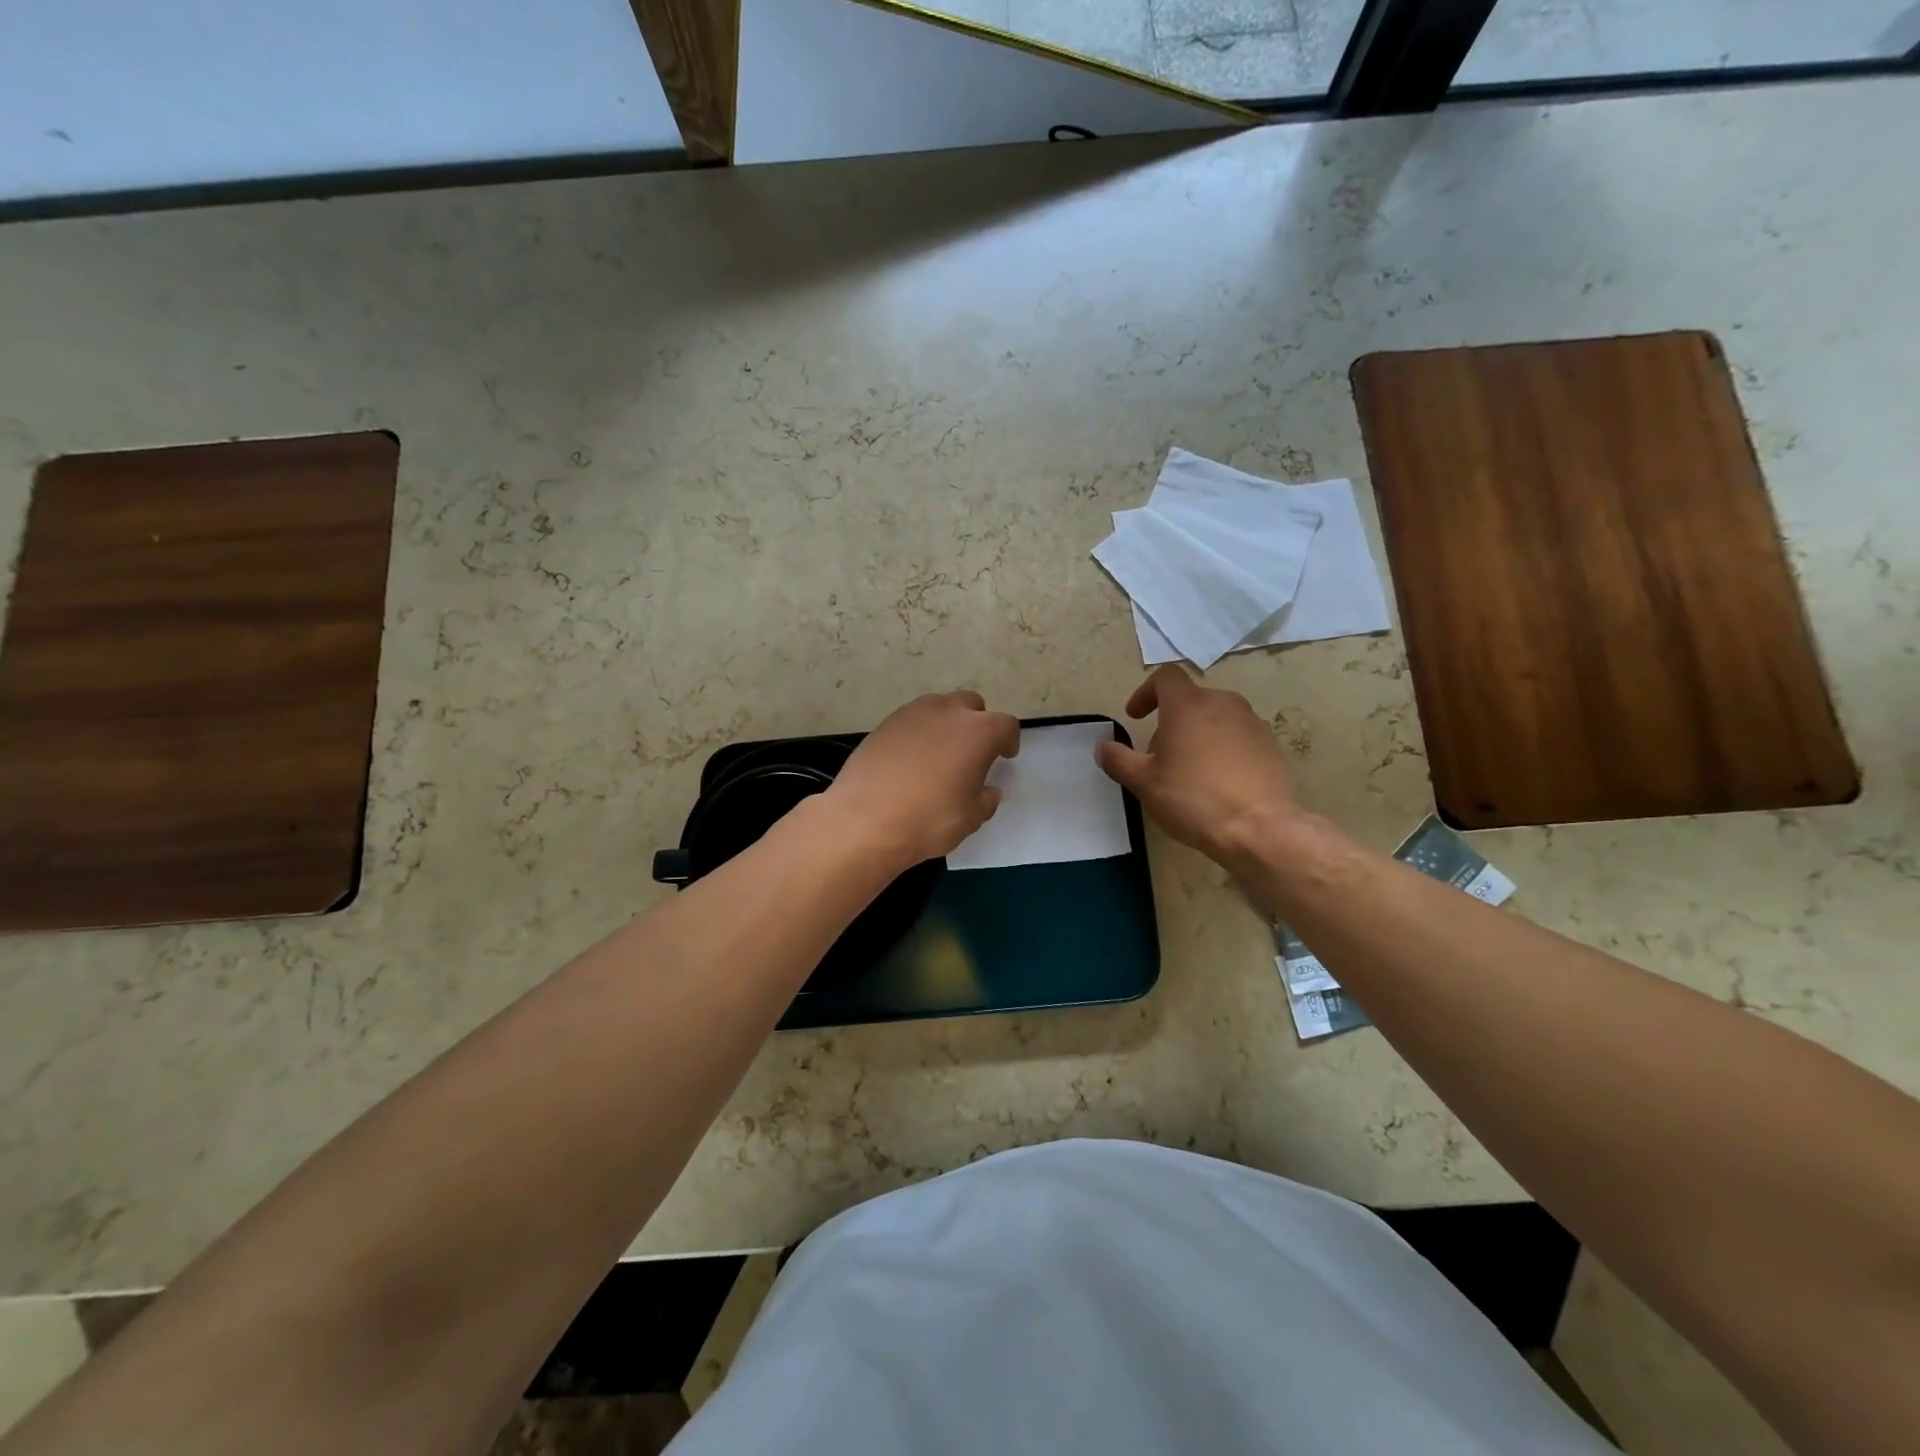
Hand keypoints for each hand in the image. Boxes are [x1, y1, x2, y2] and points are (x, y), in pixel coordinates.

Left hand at [823, 691, 1020, 865]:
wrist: (864, 821)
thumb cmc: (929, 820)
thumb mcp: (971, 818)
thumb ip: (985, 798)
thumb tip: (986, 790)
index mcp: (978, 732)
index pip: (1005, 725)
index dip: (1008, 740)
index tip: (1004, 756)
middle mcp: (947, 712)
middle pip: (971, 705)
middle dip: (977, 724)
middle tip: (972, 752)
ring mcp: (911, 714)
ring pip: (939, 708)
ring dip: (946, 724)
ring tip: (940, 754)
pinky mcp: (884, 724)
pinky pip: (911, 721)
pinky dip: (918, 734)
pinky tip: (910, 761)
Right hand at [1096, 666, 1300, 865]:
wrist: (1260, 829)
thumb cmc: (1194, 798)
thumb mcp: (1144, 783)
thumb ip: (1119, 760)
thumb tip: (1103, 747)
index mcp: (1188, 705)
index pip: (1165, 677)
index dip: (1145, 692)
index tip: (1135, 717)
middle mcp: (1223, 703)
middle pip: (1190, 700)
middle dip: (1169, 723)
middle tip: (1158, 757)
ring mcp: (1252, 723)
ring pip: (1215, 718)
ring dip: (1197, 736)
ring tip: (1188, 772)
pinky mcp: (1271, 746)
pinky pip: (1238, 738)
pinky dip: (1222, 750)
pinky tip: (1217, 784)